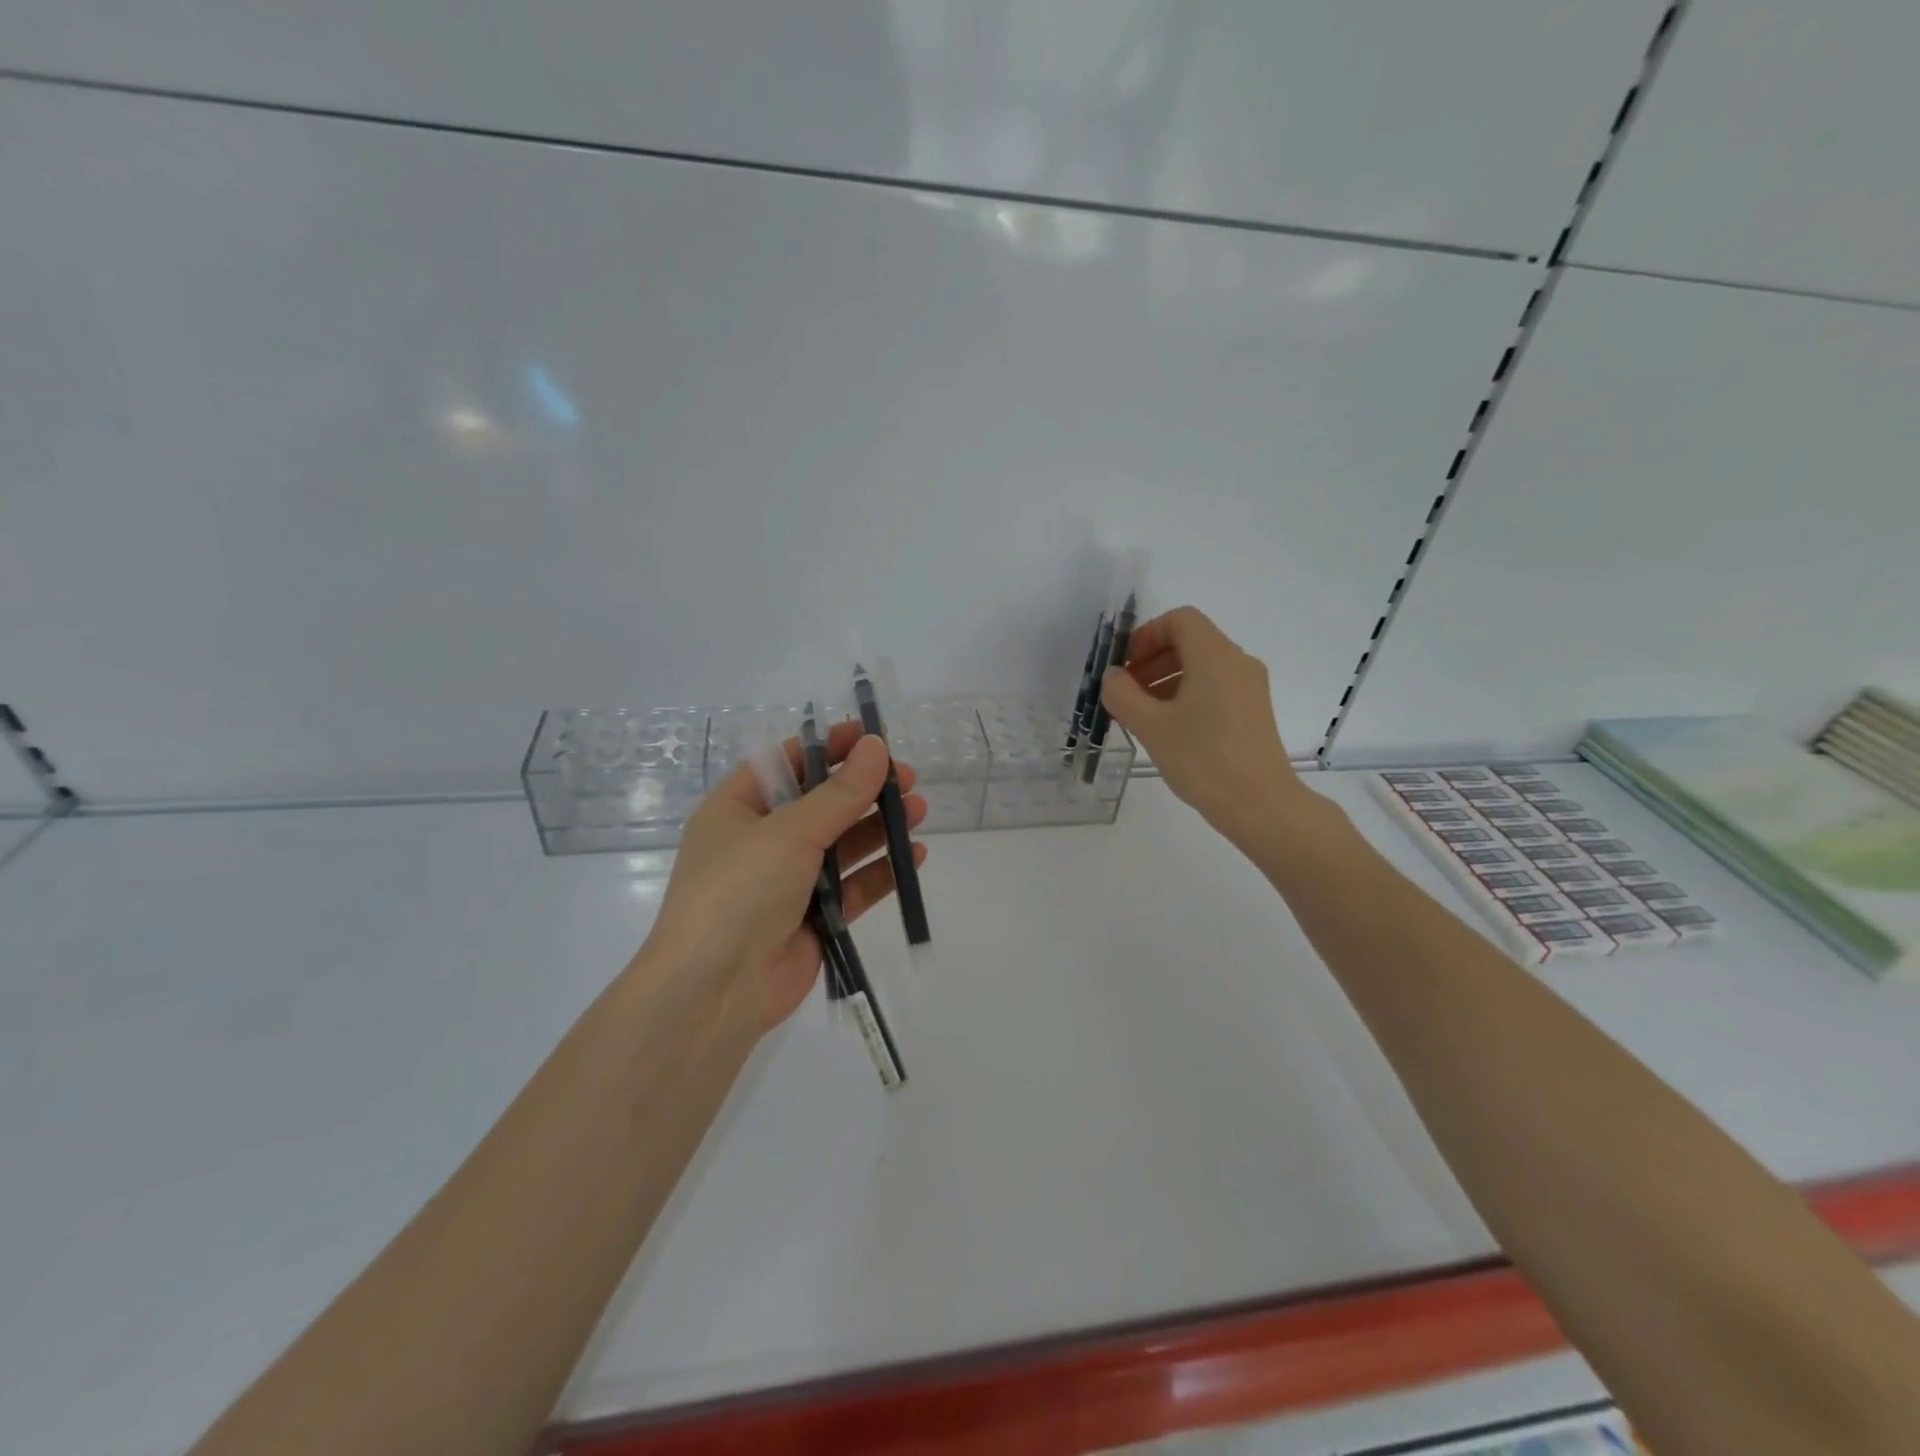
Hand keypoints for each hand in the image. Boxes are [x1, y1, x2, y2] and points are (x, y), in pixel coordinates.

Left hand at [644, 725, 927, 1036]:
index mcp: (738, 808)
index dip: (830, 747)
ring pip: (842, 844)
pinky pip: (853, 886)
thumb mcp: (789, 832)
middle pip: (822, 803)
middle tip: (907, 779)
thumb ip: (840, 792)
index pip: (788, 763)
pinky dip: (881, 871)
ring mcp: (788, 881)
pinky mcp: (814, 918)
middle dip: (864, 789)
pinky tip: (913, 857)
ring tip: (918, 811)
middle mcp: (761, 840)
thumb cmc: (740, 891)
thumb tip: (876, 746)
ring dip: (879, 826)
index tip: (873, 737)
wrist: (716, 993)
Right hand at [1098, 605, 1305, 843]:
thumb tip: (1114, 677)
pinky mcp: (1253, 712)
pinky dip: (1186, 695)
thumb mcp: (1150, 726)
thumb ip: (1122, 694)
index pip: (1179, 620)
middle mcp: (1237, 662)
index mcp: (1215, 656)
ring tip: (1142, 714)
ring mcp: (1250, 688)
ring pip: (1202, 666)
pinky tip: (1169, 729)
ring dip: (1166, 679)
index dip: (1146, 635)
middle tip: (1126, 692)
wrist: (1260, 805)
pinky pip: (1215, 687)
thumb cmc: (1202, 759)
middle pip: (1190, 641)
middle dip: (1152, 659)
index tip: (1125, 666)